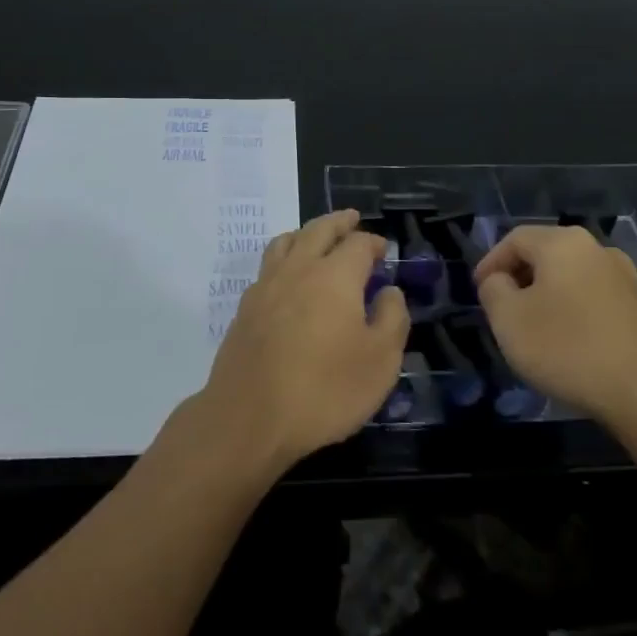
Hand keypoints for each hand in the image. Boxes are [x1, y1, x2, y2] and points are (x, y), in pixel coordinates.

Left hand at [191, 210, 408, 478]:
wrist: (249, 417)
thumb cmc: (324, 390)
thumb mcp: (380, 361)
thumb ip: (391, 319)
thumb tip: (388, 291)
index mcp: (335, 275)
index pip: (358, 244)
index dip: (373, 243)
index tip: (383, 250)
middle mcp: (299, 268)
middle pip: (319, 230)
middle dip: (339, 222)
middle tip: (351, 218)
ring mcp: (266, 285)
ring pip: (286, 242)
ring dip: (306, 232)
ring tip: (316, 237)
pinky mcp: (245, 308)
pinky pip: (268, 266)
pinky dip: (284, 258)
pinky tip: (288, 278)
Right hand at [473, 224, 636, 433]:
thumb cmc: (568, 349)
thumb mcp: (509, 320)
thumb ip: (493, 289)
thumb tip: (500, 280)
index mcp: (563, 242)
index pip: (514, 239)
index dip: (491, 262)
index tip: (479, 291)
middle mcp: (597, 248)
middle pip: (545, 253)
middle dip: (519, 277)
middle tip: (502, 307)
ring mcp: (626, 276)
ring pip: (571, 275)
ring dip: (547, 294)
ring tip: (533, 326)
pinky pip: (594, 296)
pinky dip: (574, 309)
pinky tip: (569, 340)